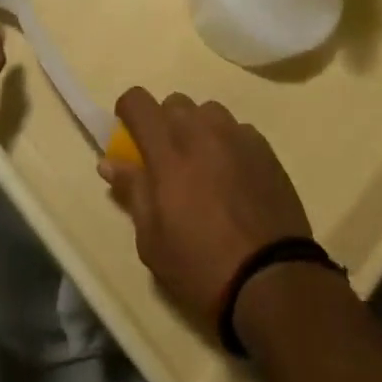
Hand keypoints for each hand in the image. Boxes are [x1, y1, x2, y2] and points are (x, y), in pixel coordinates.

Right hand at [100, 89, 313, 330]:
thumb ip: (132, 192)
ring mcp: (237, 135)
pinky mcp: (265, 148)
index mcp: (168, 151)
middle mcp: (202, 131)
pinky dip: (228, 143)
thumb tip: (109, 162)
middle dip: (164, 123)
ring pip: (208, 112)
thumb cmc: (201, 266)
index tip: (129, 135)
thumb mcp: (152, 241)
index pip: (138, 101)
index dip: (128, 111)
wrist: (272, 280)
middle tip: (167, 161)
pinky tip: (234, 177)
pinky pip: (237, 130)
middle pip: (174, 102)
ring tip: (203, 166)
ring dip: (198, 129)